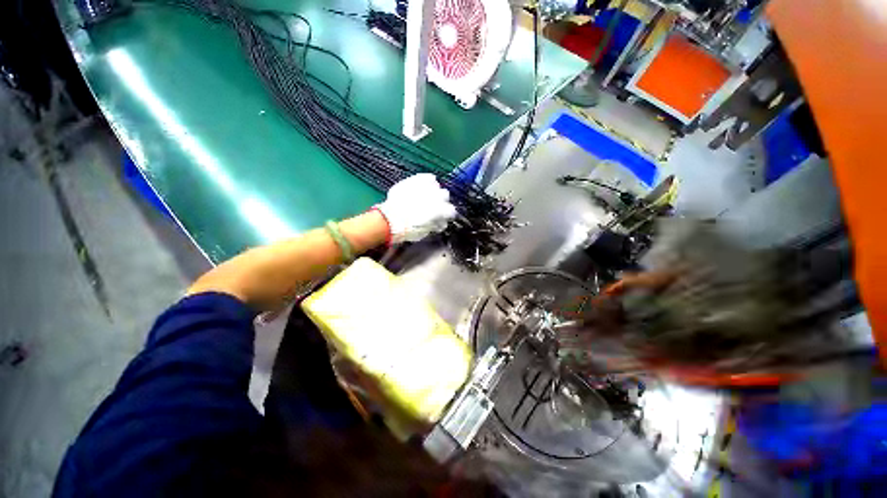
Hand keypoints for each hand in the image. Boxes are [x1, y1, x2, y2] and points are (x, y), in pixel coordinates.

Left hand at [375, 173, 456, 242]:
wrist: (390, 220)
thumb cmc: (408, 230)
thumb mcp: (425, 232)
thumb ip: (435, 225)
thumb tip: (439, 222)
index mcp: (441, 210)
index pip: (451, 211)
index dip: (446, 215)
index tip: (441, 218)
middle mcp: (437, 196)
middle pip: (445, 195)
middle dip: (441, 202)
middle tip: (432, 207)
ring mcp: (426, 187)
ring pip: (437, 186)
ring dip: (433, 192)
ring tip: (425, 197)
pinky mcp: (416, 180)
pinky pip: (428, 177)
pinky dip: (427, 182)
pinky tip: (423, 187)